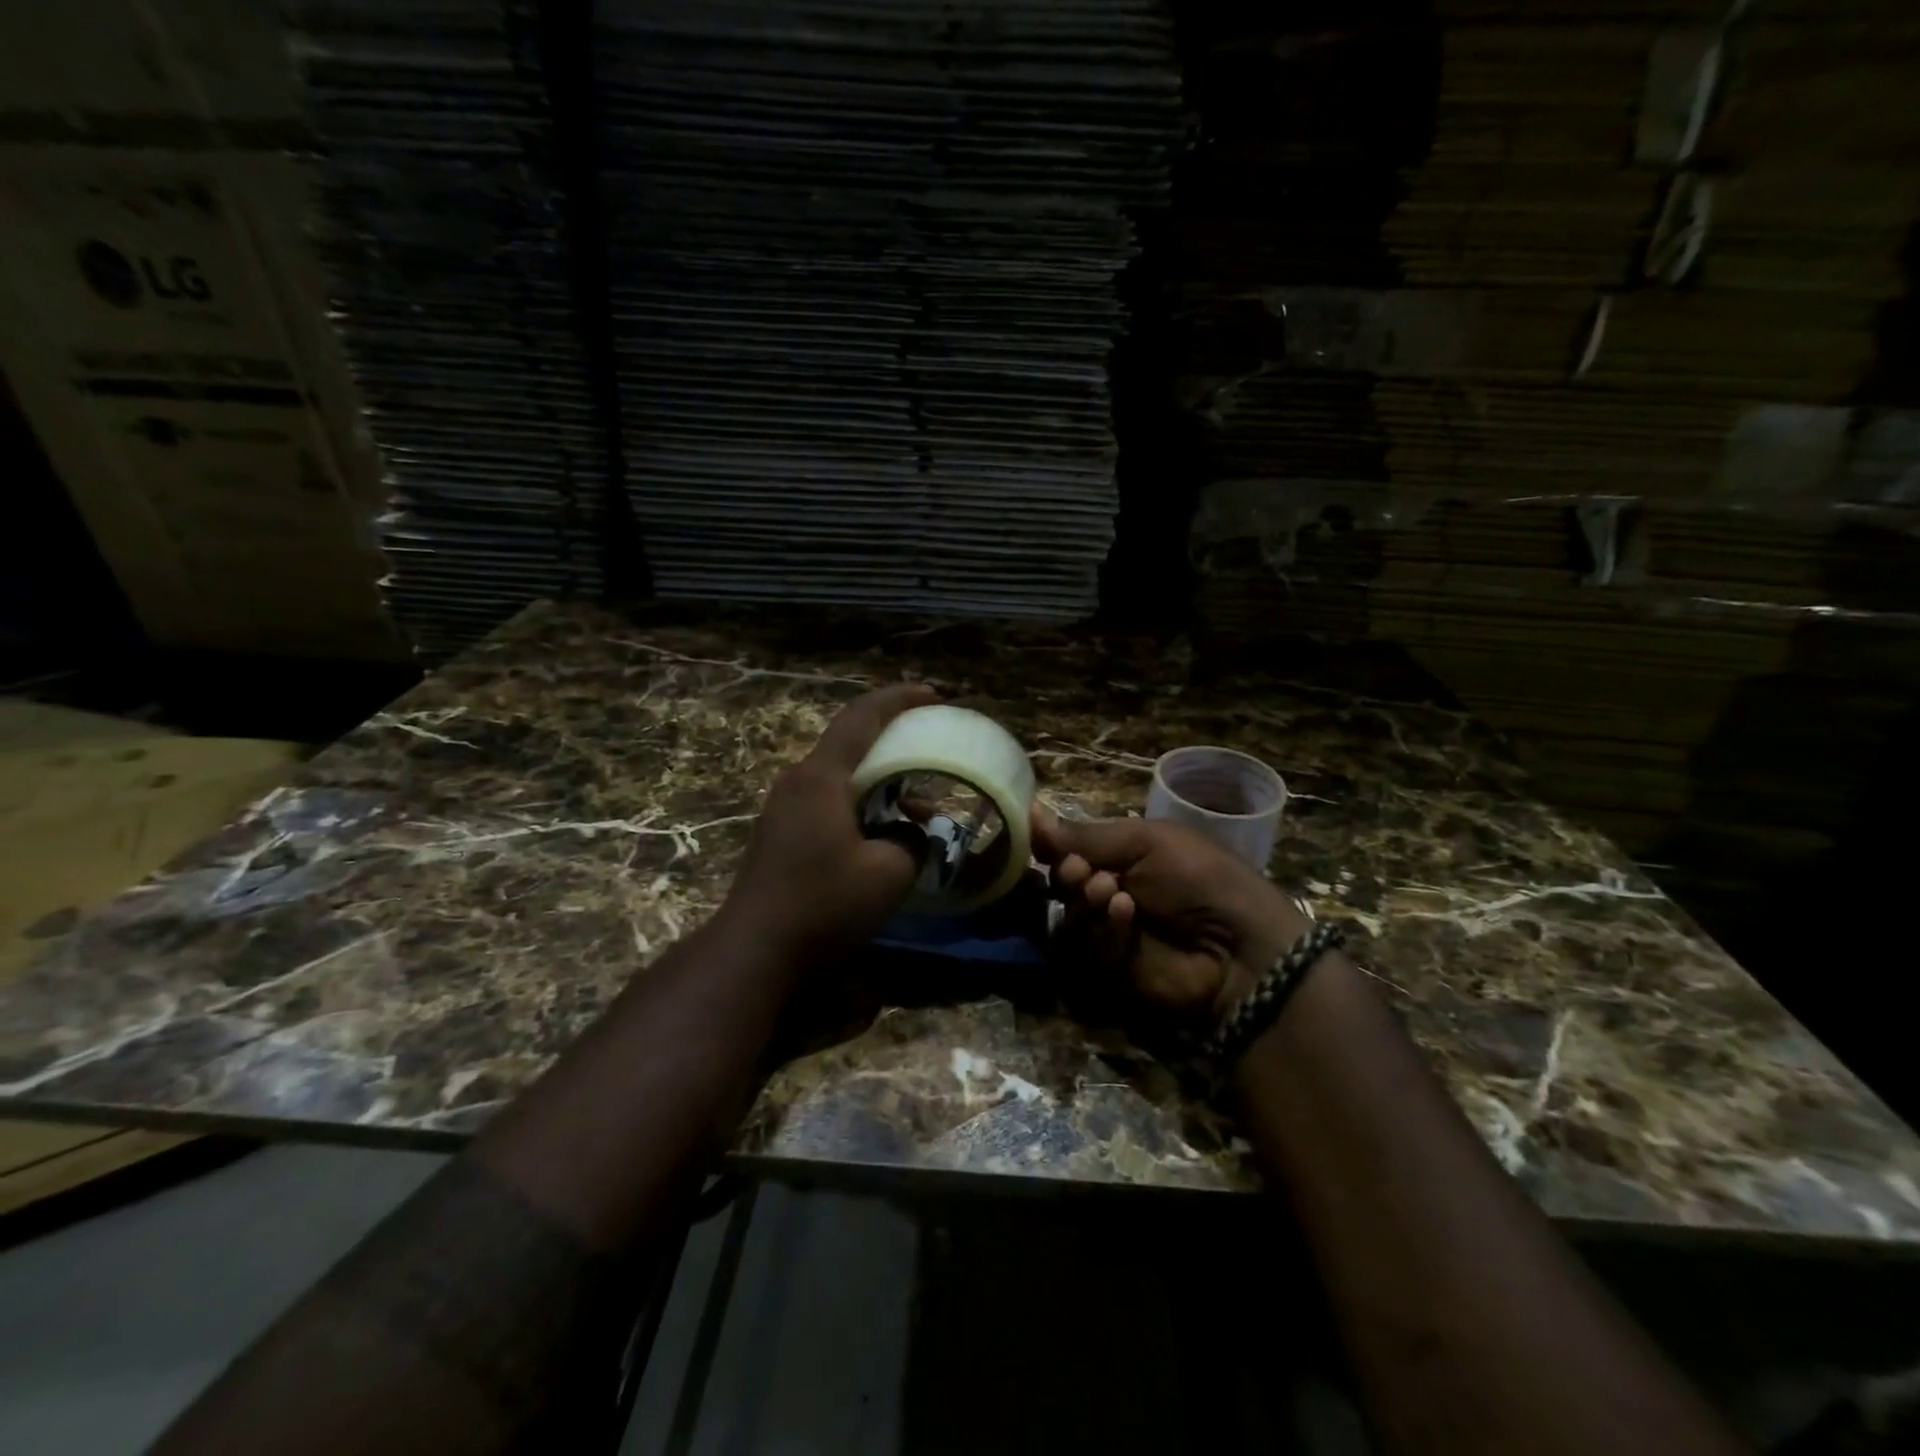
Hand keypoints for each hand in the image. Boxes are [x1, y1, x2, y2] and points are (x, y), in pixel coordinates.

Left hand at [723, 683, 938, 963]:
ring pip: (842, 776)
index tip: (933, 695)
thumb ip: (914, 840)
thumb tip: (914, 831)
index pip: (863, 717)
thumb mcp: (890, 872)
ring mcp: (784, 806)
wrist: (756, 950)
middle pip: (851, 744)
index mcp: (823, 777)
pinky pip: (829, 800)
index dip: (900, 700)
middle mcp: (798, 780)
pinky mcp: (780, 832)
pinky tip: (883, 832)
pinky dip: (862, 803)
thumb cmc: (824, 904)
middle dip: (895, 743)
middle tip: (932, 749)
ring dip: (881, 781)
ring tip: (917, 805)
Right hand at [1033, 807, 1312, 1031]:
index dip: (1052, 843)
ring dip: (1082, 900)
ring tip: (1107, 891)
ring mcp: (1110, 932)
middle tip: (1081, 871)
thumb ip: (1086, 835)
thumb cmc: (1199, 876)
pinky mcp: (1111, 968)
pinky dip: (1103, 928)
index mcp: (1123, 855)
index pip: (1070, 847)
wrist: (1241, 946)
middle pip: (1061, 882)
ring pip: (1067, 916)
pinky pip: (1087, 947)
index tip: (1038, 837)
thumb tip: (1030, 809)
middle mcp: (1110, 890)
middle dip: (1066, 872)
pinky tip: (1124, 915)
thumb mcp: (1146, 842)